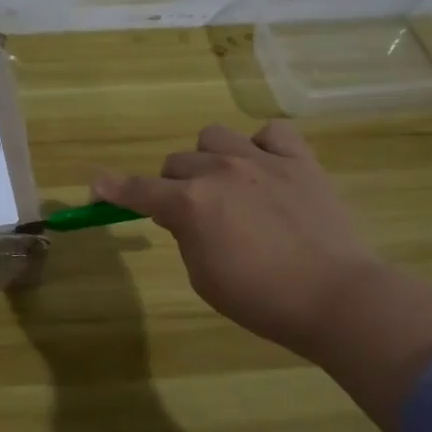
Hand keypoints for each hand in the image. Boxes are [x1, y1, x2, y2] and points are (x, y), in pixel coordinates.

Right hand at [92, 121, 379, 354]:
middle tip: (193, 214)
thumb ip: (186, 236)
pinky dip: (262, 146)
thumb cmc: (260, 299)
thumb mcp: (203, 277)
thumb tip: (184, 215)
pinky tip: (267, 168)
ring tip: (229, 184)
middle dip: (174, 186)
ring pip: (214, 137)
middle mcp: (219, 171)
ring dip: (210, 158)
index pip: (137, 190)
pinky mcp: (300, 161)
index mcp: (189, 203)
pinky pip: (271, 132)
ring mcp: (261, 160)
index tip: (96, 185)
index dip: (112, 188)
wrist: (335, 297)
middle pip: (176, 162)